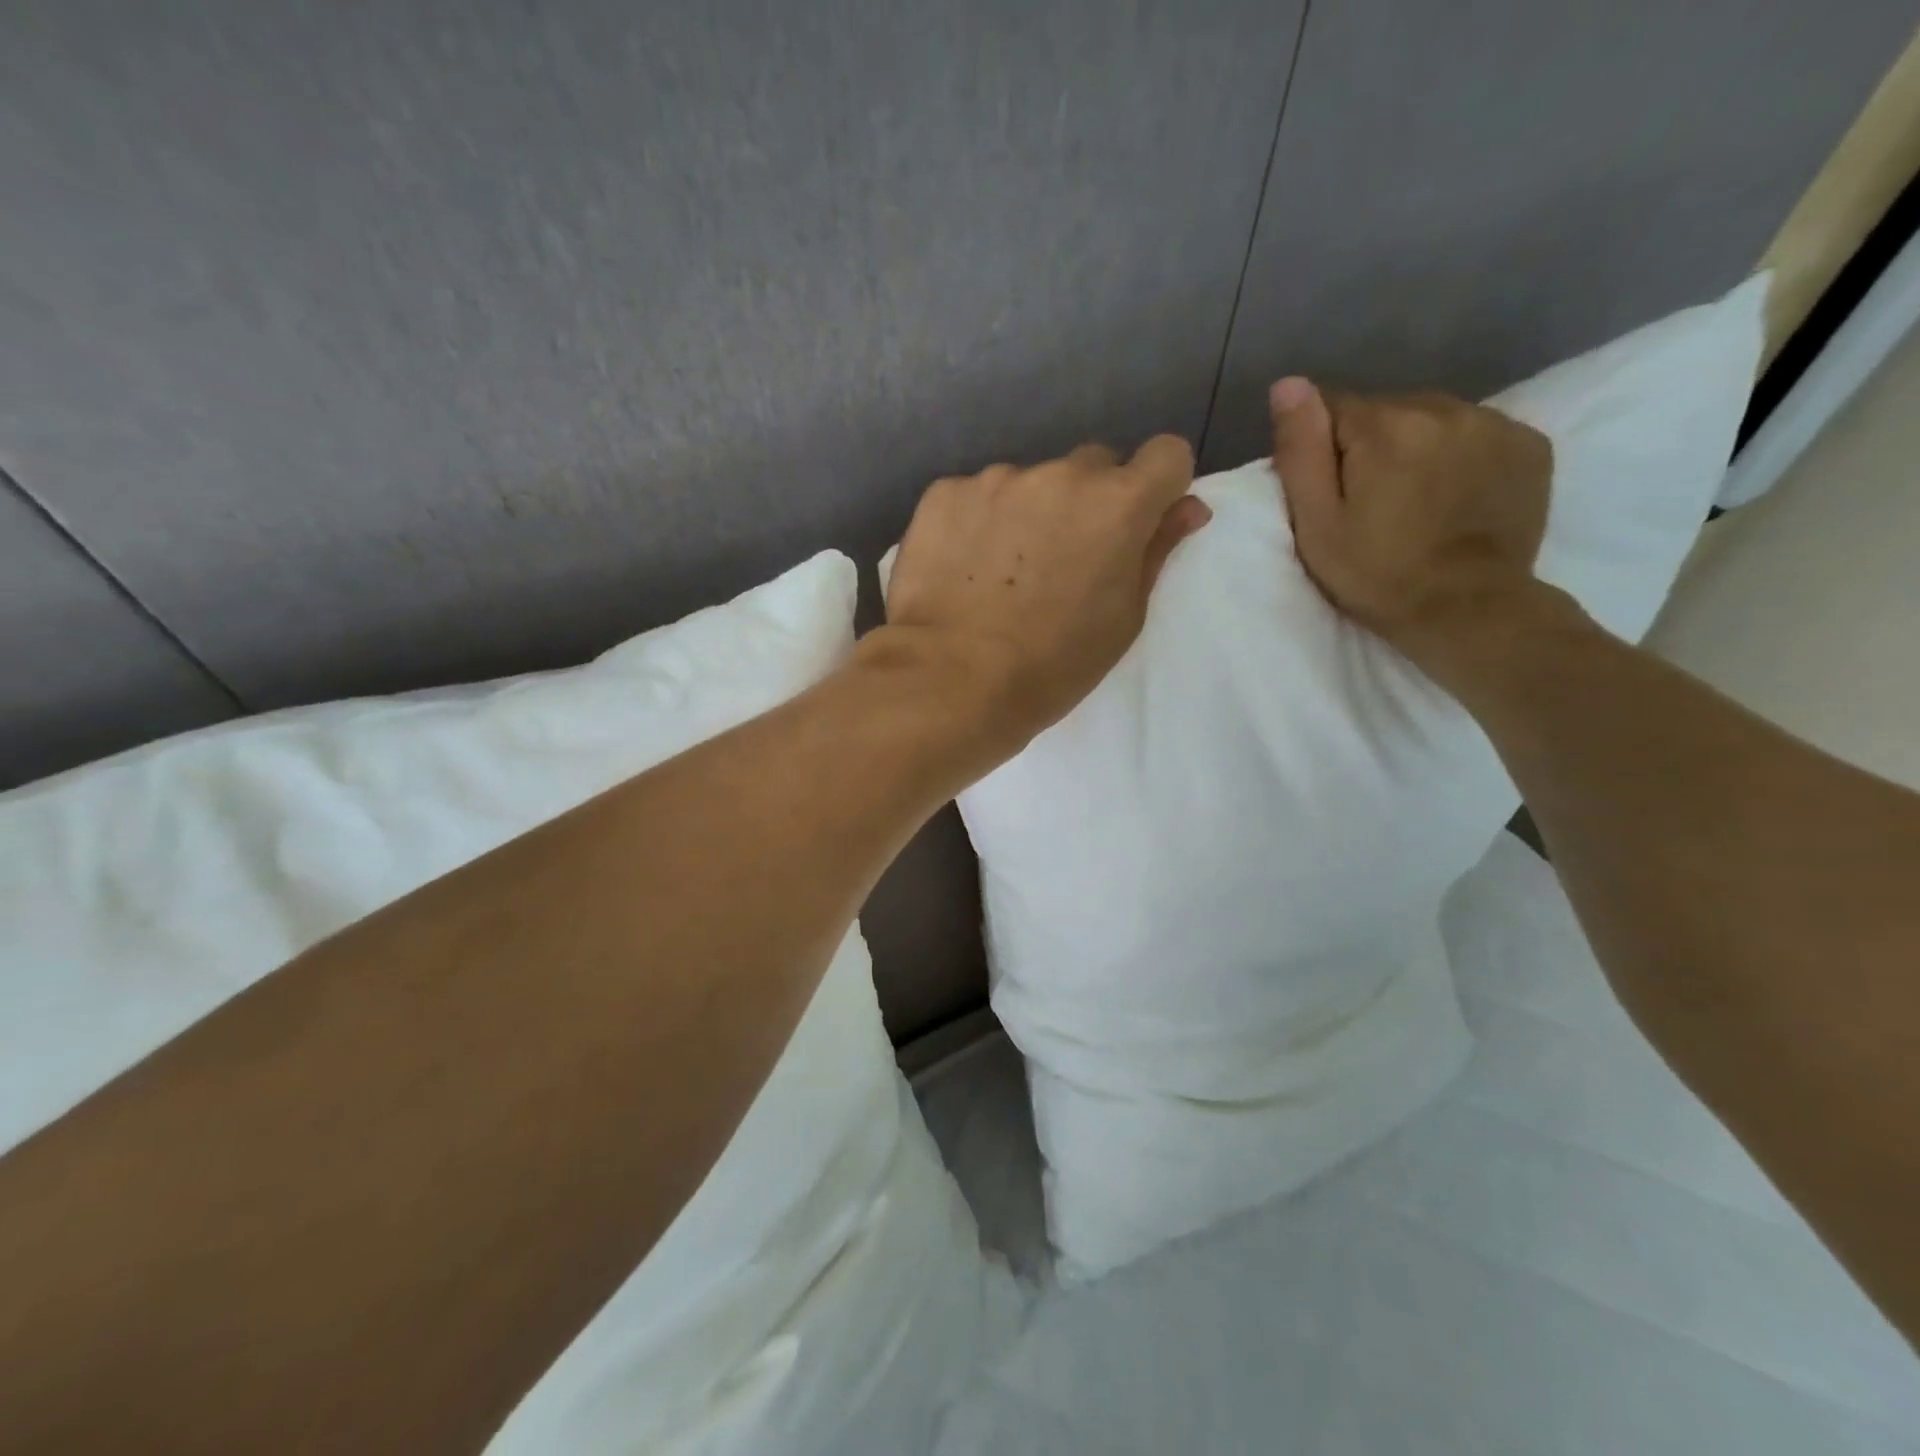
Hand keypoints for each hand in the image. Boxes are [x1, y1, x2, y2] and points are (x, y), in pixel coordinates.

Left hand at [879, 436, 1210, 759]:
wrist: (951, 681)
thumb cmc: (1052, 665)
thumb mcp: (1123, 619)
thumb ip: (1156, 552)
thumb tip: (1187, 508)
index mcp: (1118, 503)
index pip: (1165, 455)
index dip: (1157, 487)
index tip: (1137, 524)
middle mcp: (1060, 474)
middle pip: (1093, 466)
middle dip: (1090, 501)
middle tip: (1064, 559)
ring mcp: (997, 479)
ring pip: (1030, 483)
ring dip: (1029, 511)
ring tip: (1001, 573)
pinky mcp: (944, 494)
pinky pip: (975, 496)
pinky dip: (977, 522)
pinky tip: (962, 569)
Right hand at [1268, 376, 1556, 687]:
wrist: (1467, 609)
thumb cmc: (1376, 574)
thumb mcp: (1317, 522)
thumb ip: (1301, 449)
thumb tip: (1288, 384)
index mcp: (1385, 426)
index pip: (1333, 407)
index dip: (1322, 449)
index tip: (1329, 491)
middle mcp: (1444, 407)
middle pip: (1386, 411)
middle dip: (1370, 446)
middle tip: (1370, 503)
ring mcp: (1494, 423)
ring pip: (1432, 419)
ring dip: (1416, 448)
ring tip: (1414, 501)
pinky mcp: (1530, 445)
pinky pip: (1477, 433)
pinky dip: (1460, 455)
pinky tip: (1454, 496)